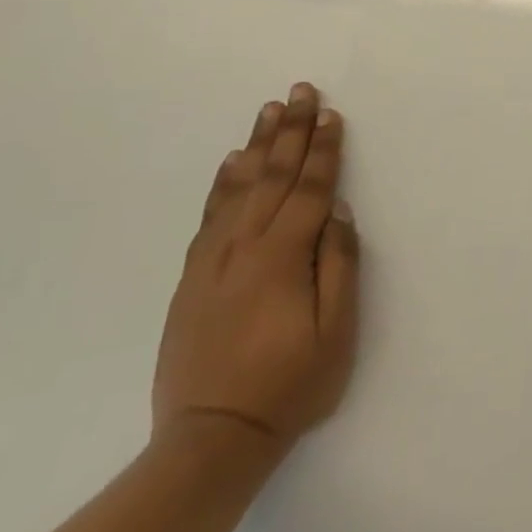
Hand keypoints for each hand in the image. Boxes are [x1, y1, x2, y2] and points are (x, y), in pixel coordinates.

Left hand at [152, 83, 361, 457]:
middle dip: (291, 131)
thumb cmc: (289, 386)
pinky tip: (232, 164)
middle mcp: (244, 248)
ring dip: (258, 146)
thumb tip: (339, 214)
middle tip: (300, 91)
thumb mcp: (337, 333)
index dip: (324, 150)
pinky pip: (210, 216)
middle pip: (273, 176)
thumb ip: (339, 267)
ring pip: (239, 188)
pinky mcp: (192, 278)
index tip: (331, 114)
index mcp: (283, 257)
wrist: (210, 440)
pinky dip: (223, 184)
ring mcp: (213, 261)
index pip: (311, 190)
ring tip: (269, 111)